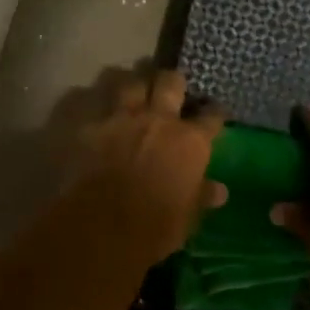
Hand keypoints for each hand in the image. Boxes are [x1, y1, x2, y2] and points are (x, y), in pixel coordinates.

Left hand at [68, 67, 225, 263]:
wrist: (101, 227)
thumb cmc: (154, 228)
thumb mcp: (187, 218)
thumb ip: (202, 197)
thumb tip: (221, 191)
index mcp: (190, 142)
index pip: (211, 117)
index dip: (214, 112)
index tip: (214, 112)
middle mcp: (159, 119)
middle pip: (170, 82)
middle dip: (172, 81)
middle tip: (170, 87)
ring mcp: (121, 117)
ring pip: (129, 81)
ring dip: (132, 81)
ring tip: (131, 86)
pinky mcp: (88, 124)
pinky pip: (89, 99)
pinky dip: (92, 100)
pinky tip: (92, 104)